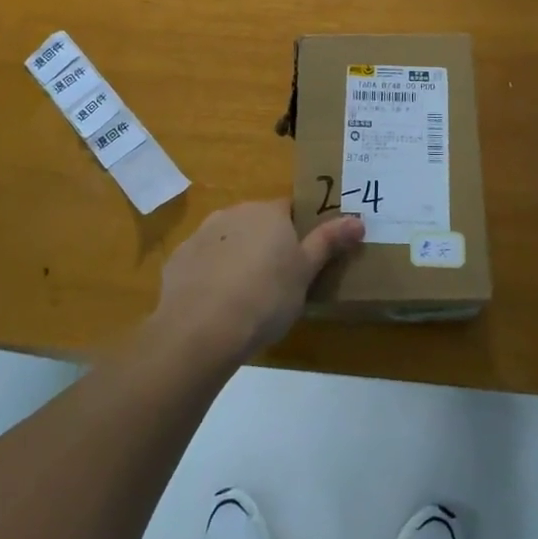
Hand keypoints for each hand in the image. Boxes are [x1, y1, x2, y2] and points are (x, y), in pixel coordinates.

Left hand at [155, 200, 364, 364]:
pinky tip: (215, 304)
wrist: (202, 329)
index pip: (290, 209)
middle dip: (266, 244)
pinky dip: (210, 275)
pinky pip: (202, 261)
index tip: (302, 258)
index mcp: (269, 213)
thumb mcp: (306, 273)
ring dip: (237, 257)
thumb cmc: (266, 297)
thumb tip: (358, 219)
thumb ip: (329, 242)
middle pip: (257, 222)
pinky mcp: (179, 258)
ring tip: (245, 296)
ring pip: (228, 240)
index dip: (298, 230)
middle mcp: (234, 213)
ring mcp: (202, 234)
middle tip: (277, 281)